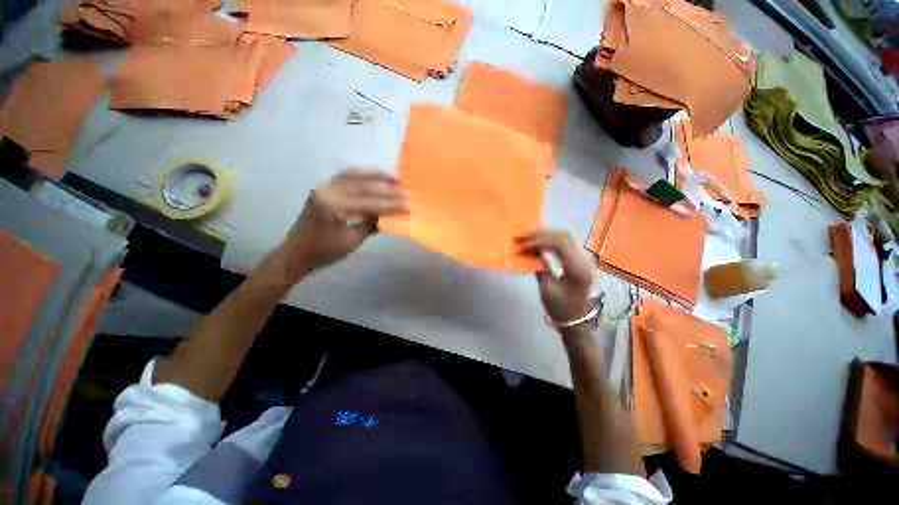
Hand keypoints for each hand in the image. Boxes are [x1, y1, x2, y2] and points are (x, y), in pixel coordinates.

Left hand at [279, 169, 407, 276]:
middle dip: (387, 189)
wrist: (296, 252)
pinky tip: (375, 176)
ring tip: (394, 177)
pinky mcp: (324, 188)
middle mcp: (327, 191)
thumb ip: (370, 225)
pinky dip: (363, 175)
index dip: (391, 205)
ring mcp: (324, 186)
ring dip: (376, 175)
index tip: (409, 207)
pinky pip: (346, 176)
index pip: (368, 203)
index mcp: (332, 207)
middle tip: (406, 190)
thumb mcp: (351, 241)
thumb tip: (387, 215)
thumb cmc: (323, 252)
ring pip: (354, 174)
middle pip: (363, 185)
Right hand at [516, 231, 593, 322]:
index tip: (522, 245)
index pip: (559, 244)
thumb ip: (540, 267)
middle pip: (564, 235)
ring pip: (565, 237)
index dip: (538, 241)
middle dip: (542, 233)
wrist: (576, 320)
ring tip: (528, 236)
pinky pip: (565, 244)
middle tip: (523, 235)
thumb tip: (530, 251)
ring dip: (546, 235)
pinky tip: (538, 242)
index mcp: (576, 269)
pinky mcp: (579, 260)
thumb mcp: (547, 289)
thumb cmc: (560, 308)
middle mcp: (583, 260)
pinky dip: (550, 241)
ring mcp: (583, 259)